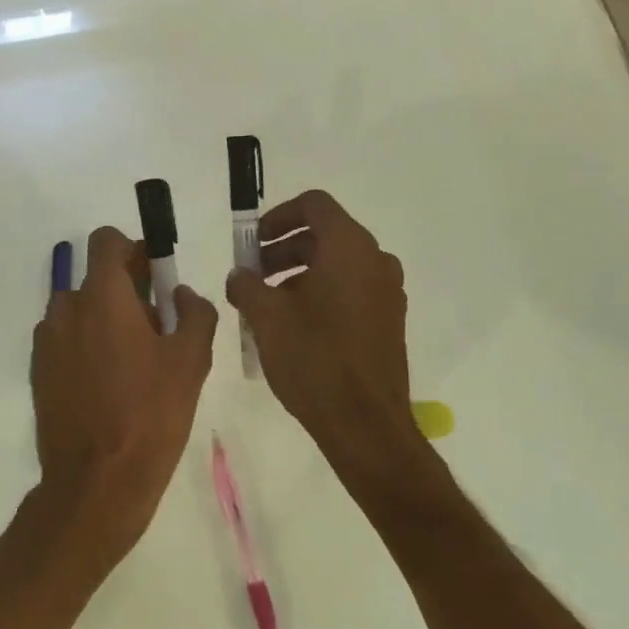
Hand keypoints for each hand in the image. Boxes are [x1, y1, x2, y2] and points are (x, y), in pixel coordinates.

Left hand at [30, 226, 217, 582]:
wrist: (96, 482)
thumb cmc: (150, 415)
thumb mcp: (191, 361)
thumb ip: (194, 312)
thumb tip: (181, 294)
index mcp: (103, 296)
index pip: (106, 241)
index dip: (132, 250)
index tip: (154, 278)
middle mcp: (66, 308)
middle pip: (96, 278)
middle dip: (126, 291)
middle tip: (155, 329)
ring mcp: (47, 341)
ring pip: (80, 311)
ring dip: (104, 320)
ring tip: (132, 363)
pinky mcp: (38, 371)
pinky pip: (66, 341)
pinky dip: (85, 346)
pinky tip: (107, 385)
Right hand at [225, 191, 426, 503]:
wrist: (364, 423)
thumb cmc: (313, 358)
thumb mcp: (266, 316)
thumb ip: (246, 285)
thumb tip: (240, 276)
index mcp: (349, 247)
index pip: (314, 205)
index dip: (278, 216)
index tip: (253, 242)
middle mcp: (375, 260)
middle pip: (324, 234)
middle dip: (282, 248)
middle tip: (251, 275)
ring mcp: (386, 292)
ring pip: (336, 264)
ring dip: (298, 272)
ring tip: (266, 303)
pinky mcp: (388, 320)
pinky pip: (350, 289)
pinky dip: (320, 292)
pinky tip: (293, 324)